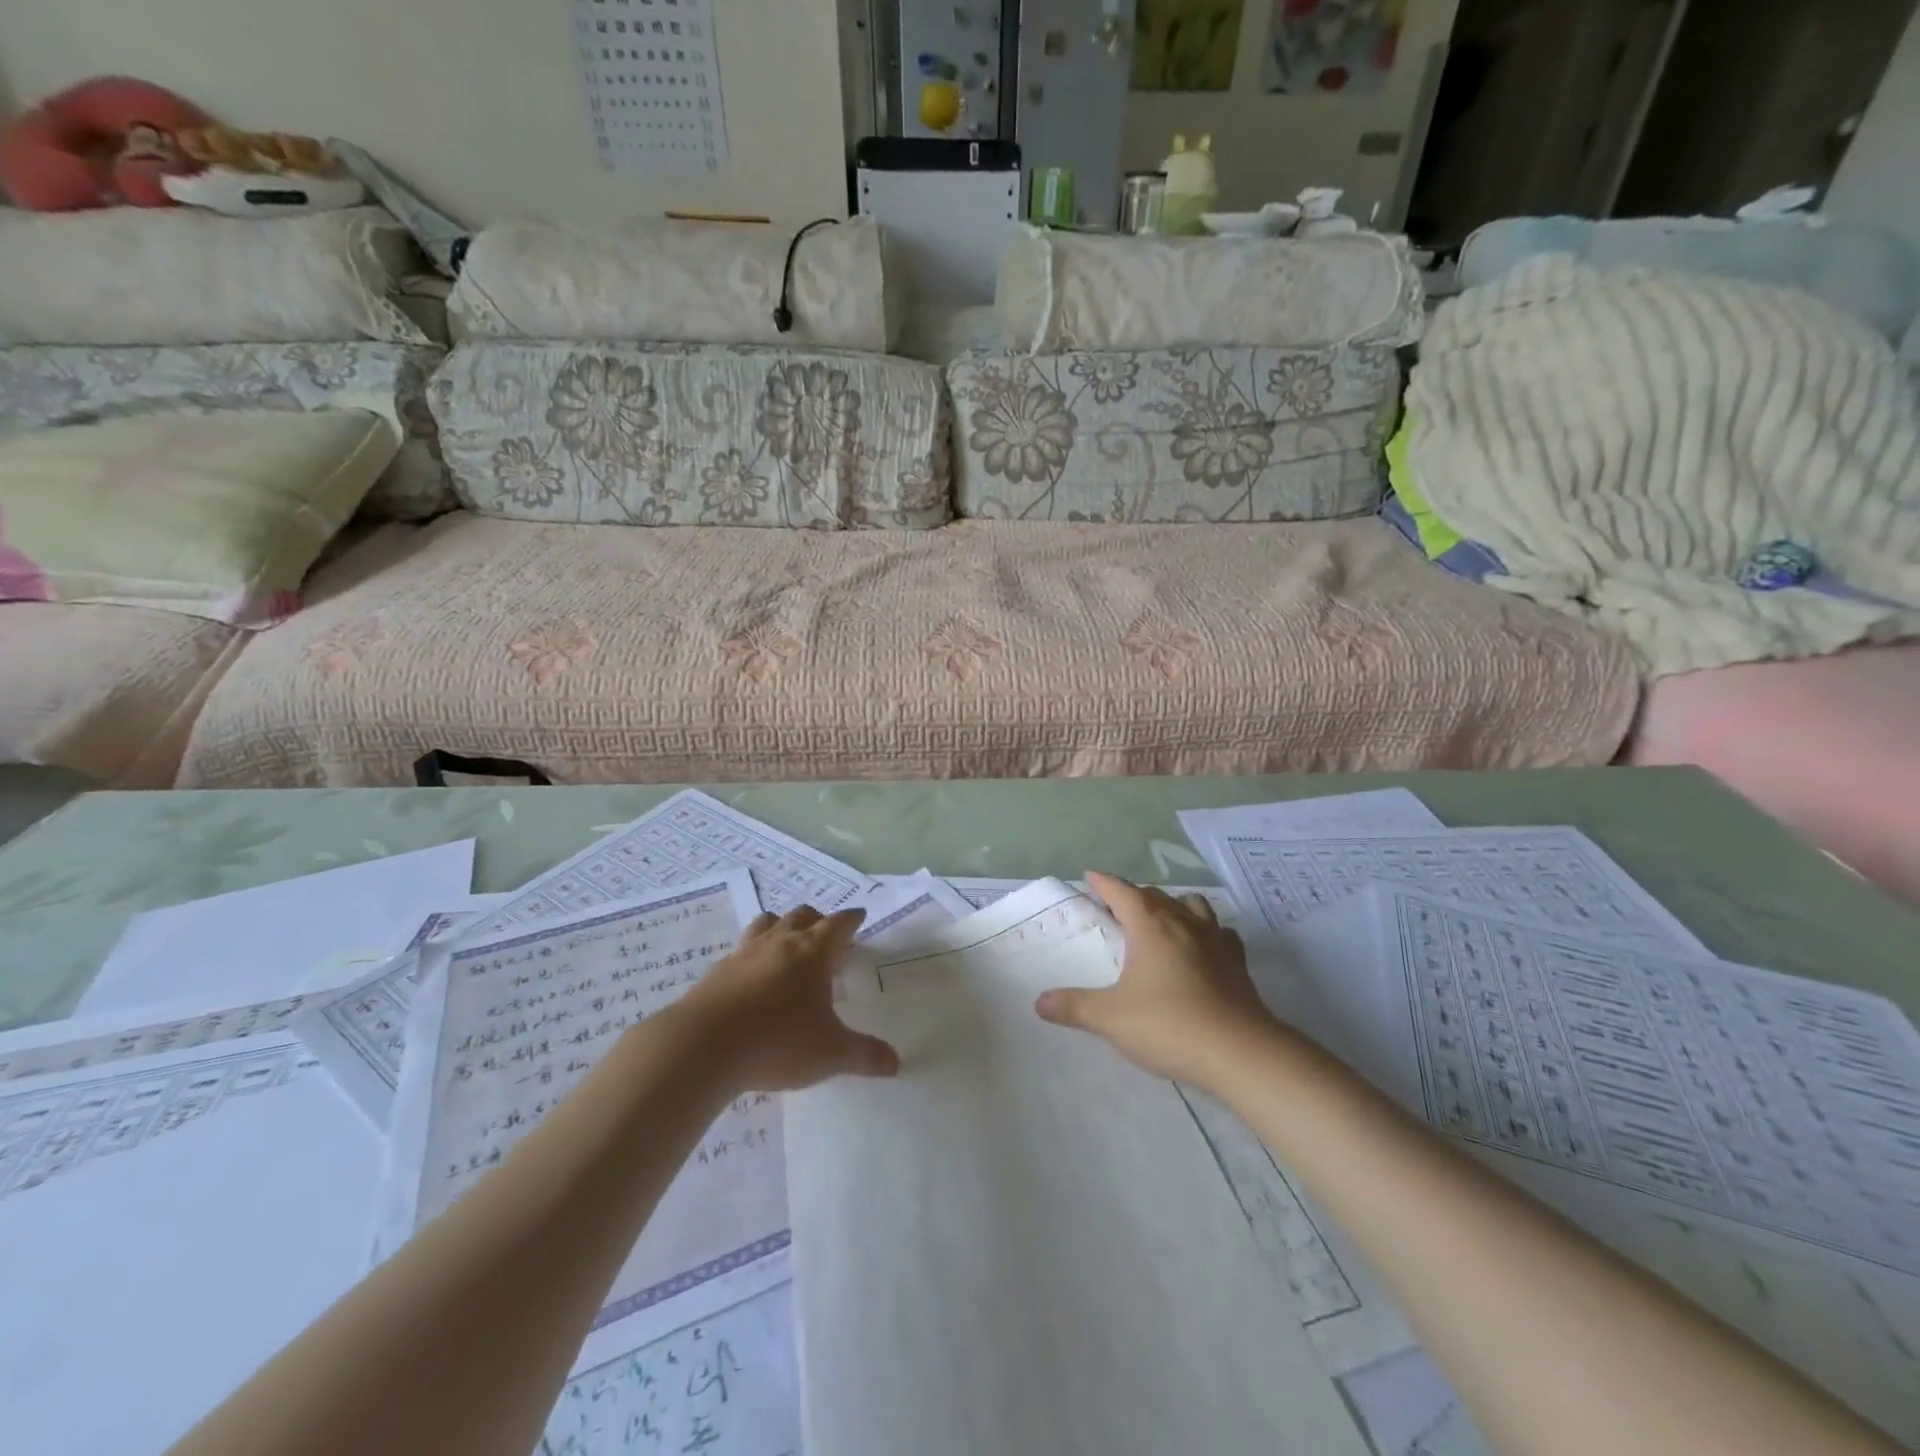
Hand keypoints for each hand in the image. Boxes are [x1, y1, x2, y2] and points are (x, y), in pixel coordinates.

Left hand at [682, 907, 900, 1091]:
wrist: (702, 1047)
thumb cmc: (778, 1042)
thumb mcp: (830, 1053)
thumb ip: (864, 1055)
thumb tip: (895, 1063)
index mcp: (812, 952)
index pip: (838, 924)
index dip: (851, 919)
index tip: (860, 916)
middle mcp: (780, 943)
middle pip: (801, 916)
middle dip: (817, 919)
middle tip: (826, 934)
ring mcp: (744, 953)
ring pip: (767, 924)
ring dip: (781, 925)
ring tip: (787, 942)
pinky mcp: (716, 972)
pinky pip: (741, 950)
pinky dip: (753, 954)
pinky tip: (753, 976)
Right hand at [1035, 872, 1276, 1088]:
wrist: (1241, 1053)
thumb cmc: (1169, 1025)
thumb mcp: (1111, 1018)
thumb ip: (1074, 1007)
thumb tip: (1040, 1002)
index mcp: (1150, 925)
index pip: (1122, 891)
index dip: (1104, 882)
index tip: (1090, 877)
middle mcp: (1183, 922)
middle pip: (1155, 895)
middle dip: (1133, 895)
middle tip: (1116, 907)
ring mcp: (1215, 940)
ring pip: (1191, 905)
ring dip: (1172, 905)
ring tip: (1160, 920)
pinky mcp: (1237, 962)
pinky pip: (1219, 932)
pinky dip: (1205, 931)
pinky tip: (1201, 948)